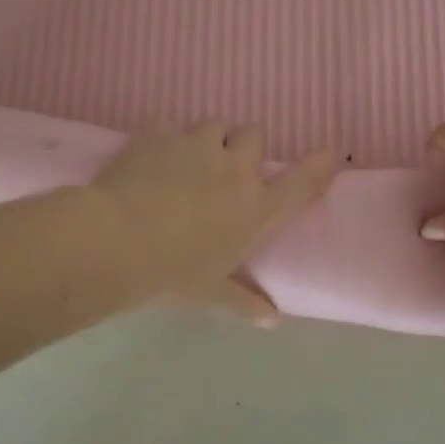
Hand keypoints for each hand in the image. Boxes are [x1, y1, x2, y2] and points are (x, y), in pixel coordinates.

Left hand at [91, 121, 336, 325]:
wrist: (116, 242)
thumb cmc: (173, 273)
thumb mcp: (211, 293)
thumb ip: (244, 302)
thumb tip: (272, 320)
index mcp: (255, 207)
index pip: (300, 182)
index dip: (317, 165)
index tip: (328, 154)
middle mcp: (234, 168)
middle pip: (253, 134)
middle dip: (243, 146)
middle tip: (226, 167)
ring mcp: (196, 145)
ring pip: (214, 124)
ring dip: (207, 139)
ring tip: (187, 161)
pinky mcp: (159, 133)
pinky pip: (169, 123)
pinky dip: (164, 136)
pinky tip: (151, 155)